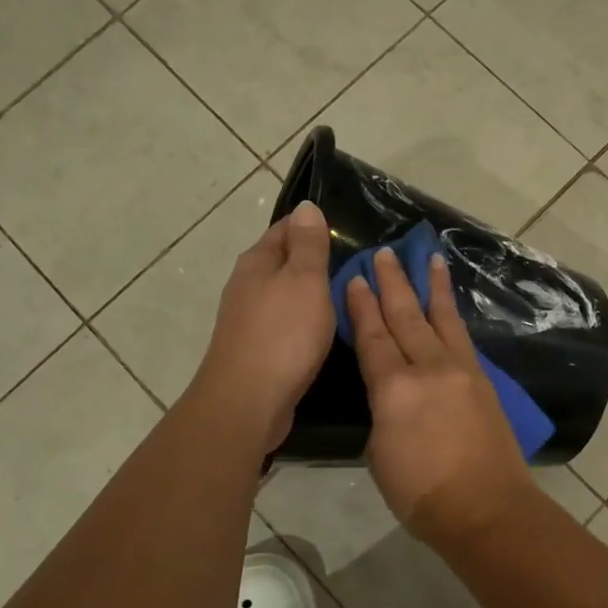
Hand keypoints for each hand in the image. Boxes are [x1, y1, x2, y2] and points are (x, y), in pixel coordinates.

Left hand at [191, 201, 335, 454]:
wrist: (247, 401)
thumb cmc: (283, 334)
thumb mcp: (305, 280)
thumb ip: (308, 244)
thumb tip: (306, 206)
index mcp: (258, 261)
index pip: (287, 228)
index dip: (316, 225)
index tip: (350, 231)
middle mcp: (248, 284)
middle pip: (285, 260)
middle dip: (317, 259)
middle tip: (359, 265)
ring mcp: (249, 318)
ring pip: (286, 293)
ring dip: (312, 292)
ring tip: (349, 296)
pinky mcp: (257, 348)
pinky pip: (286, 322)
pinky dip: (306, 320)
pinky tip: (326, 330)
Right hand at [345, 246, 534, 545]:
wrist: (486, 507)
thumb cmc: (422, 493)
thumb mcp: (380, 453)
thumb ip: (382, 413)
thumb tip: (390, 395)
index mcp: (393, 389)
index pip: (373, 337)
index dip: (362, 307)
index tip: (356, 278)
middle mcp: (428, 368)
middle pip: (406, 316)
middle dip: (393, 283)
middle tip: (384, 253)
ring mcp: (460, 370)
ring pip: (441, 318)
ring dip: (432, 286)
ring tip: (430, 257)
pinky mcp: (482, 380)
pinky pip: (463, 337)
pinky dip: (453, 315)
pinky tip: (450, 305)